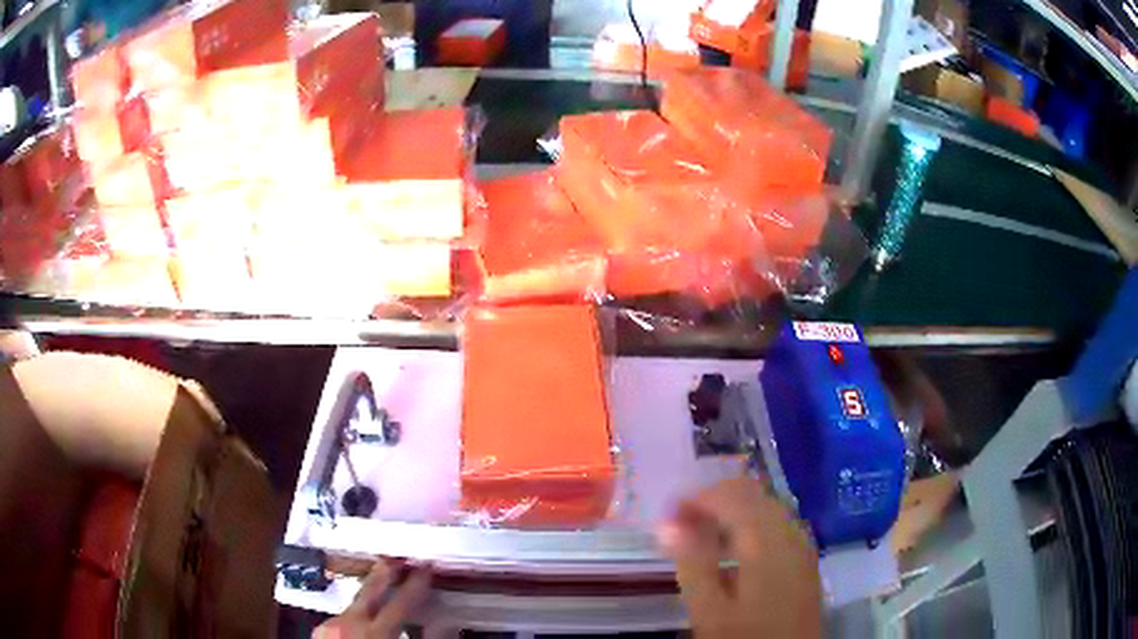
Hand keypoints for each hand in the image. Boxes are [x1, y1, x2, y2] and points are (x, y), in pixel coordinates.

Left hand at [314, 560, 431, 638]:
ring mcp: (330, 626)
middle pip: (369, 591)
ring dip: (368, 598)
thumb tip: (443, 625)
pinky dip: (353, 617)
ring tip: (381, 589)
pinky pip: (340, 618)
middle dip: (385, 573)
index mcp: (375, 633)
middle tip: (397, 558)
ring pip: (352, 605)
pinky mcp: (319, 632)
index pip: (401, 602)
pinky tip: (360, 622)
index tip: (426, 568)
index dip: (416, 584)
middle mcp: (349, 623)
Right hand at [657, 478, 822, 638]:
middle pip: (751, 493)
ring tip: (699, 538)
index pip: (729, 495)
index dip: (694, 499)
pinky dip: (750, 524)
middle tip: (680, 526)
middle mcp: (790, 531)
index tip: (665, 519)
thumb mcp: (711, 611)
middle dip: (712, 500)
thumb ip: (692, 564)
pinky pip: (776, 522)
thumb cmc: (747, 637)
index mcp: (767, 541)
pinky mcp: (805, 556)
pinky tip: (732, 551)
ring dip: (731, 511)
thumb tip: (666, 525)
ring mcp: (802, 542)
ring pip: (765, 505)